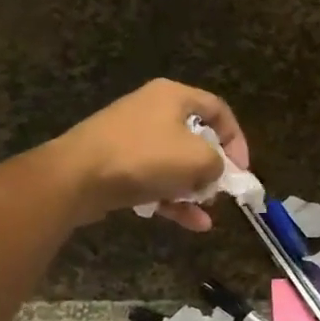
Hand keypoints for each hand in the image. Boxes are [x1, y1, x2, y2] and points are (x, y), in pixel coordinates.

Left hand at [53, 79, 249, 230]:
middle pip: (196, 138)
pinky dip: (173, 200)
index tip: (242, 169)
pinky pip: (154, 180)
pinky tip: (192, 224)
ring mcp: (131, 138)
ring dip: (194, 190)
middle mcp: (152, 110)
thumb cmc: (145, 157)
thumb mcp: (198, 159)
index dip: (237, 139)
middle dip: (213, 169)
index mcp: (173, 96)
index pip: (218, 110)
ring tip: (206, 213)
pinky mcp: (116, 164)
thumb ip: (218, 164)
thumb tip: (213, 172)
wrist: (76, 177)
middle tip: (222, 191)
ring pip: (174, 164)